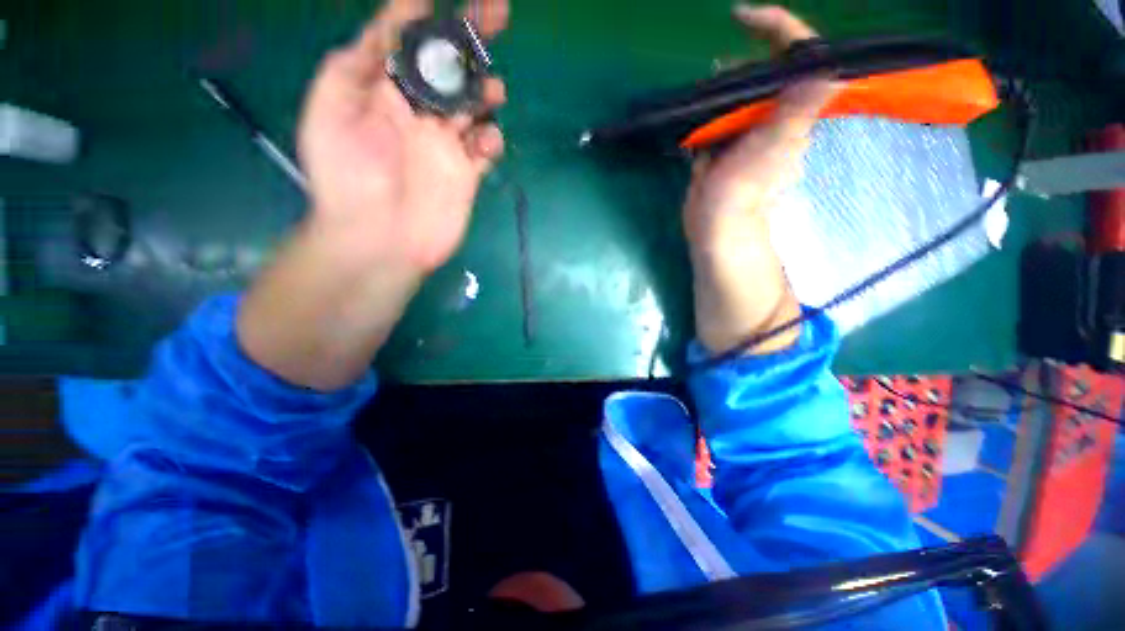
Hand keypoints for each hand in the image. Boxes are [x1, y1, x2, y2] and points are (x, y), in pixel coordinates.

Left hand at [298, 0, 508, 273]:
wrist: (378, 240)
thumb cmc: (347, 178)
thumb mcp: (331, 109)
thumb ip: (357, 63)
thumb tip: (394, 19)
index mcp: (386, 91)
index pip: (410, 42)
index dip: (426, 15)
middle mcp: (419, 112)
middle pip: (451, 66)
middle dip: (472, 36)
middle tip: (497, 10)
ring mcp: (446, 144)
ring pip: (476, 105)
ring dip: (487, 90)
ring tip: (491, 90)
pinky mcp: (466, 173)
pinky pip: (487, 148)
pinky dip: (492, 138)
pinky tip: (485, 142)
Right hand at [685, 5, 838, 355]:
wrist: (716, 224)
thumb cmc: (746, 189)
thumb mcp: (774, 147)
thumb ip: (799, 108)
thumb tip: (832, 69)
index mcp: (793, 109)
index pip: (798, 56)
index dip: (776, 28)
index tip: (742, 16)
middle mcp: (773, 115)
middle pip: (762, 72)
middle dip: (741, 64)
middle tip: (717, 73)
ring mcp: (746, 132)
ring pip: (736, 95)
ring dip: (719, 89)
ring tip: (703, 96)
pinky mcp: (722, 147)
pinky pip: (716, 118)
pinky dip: (706, 111)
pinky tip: (695, 116)